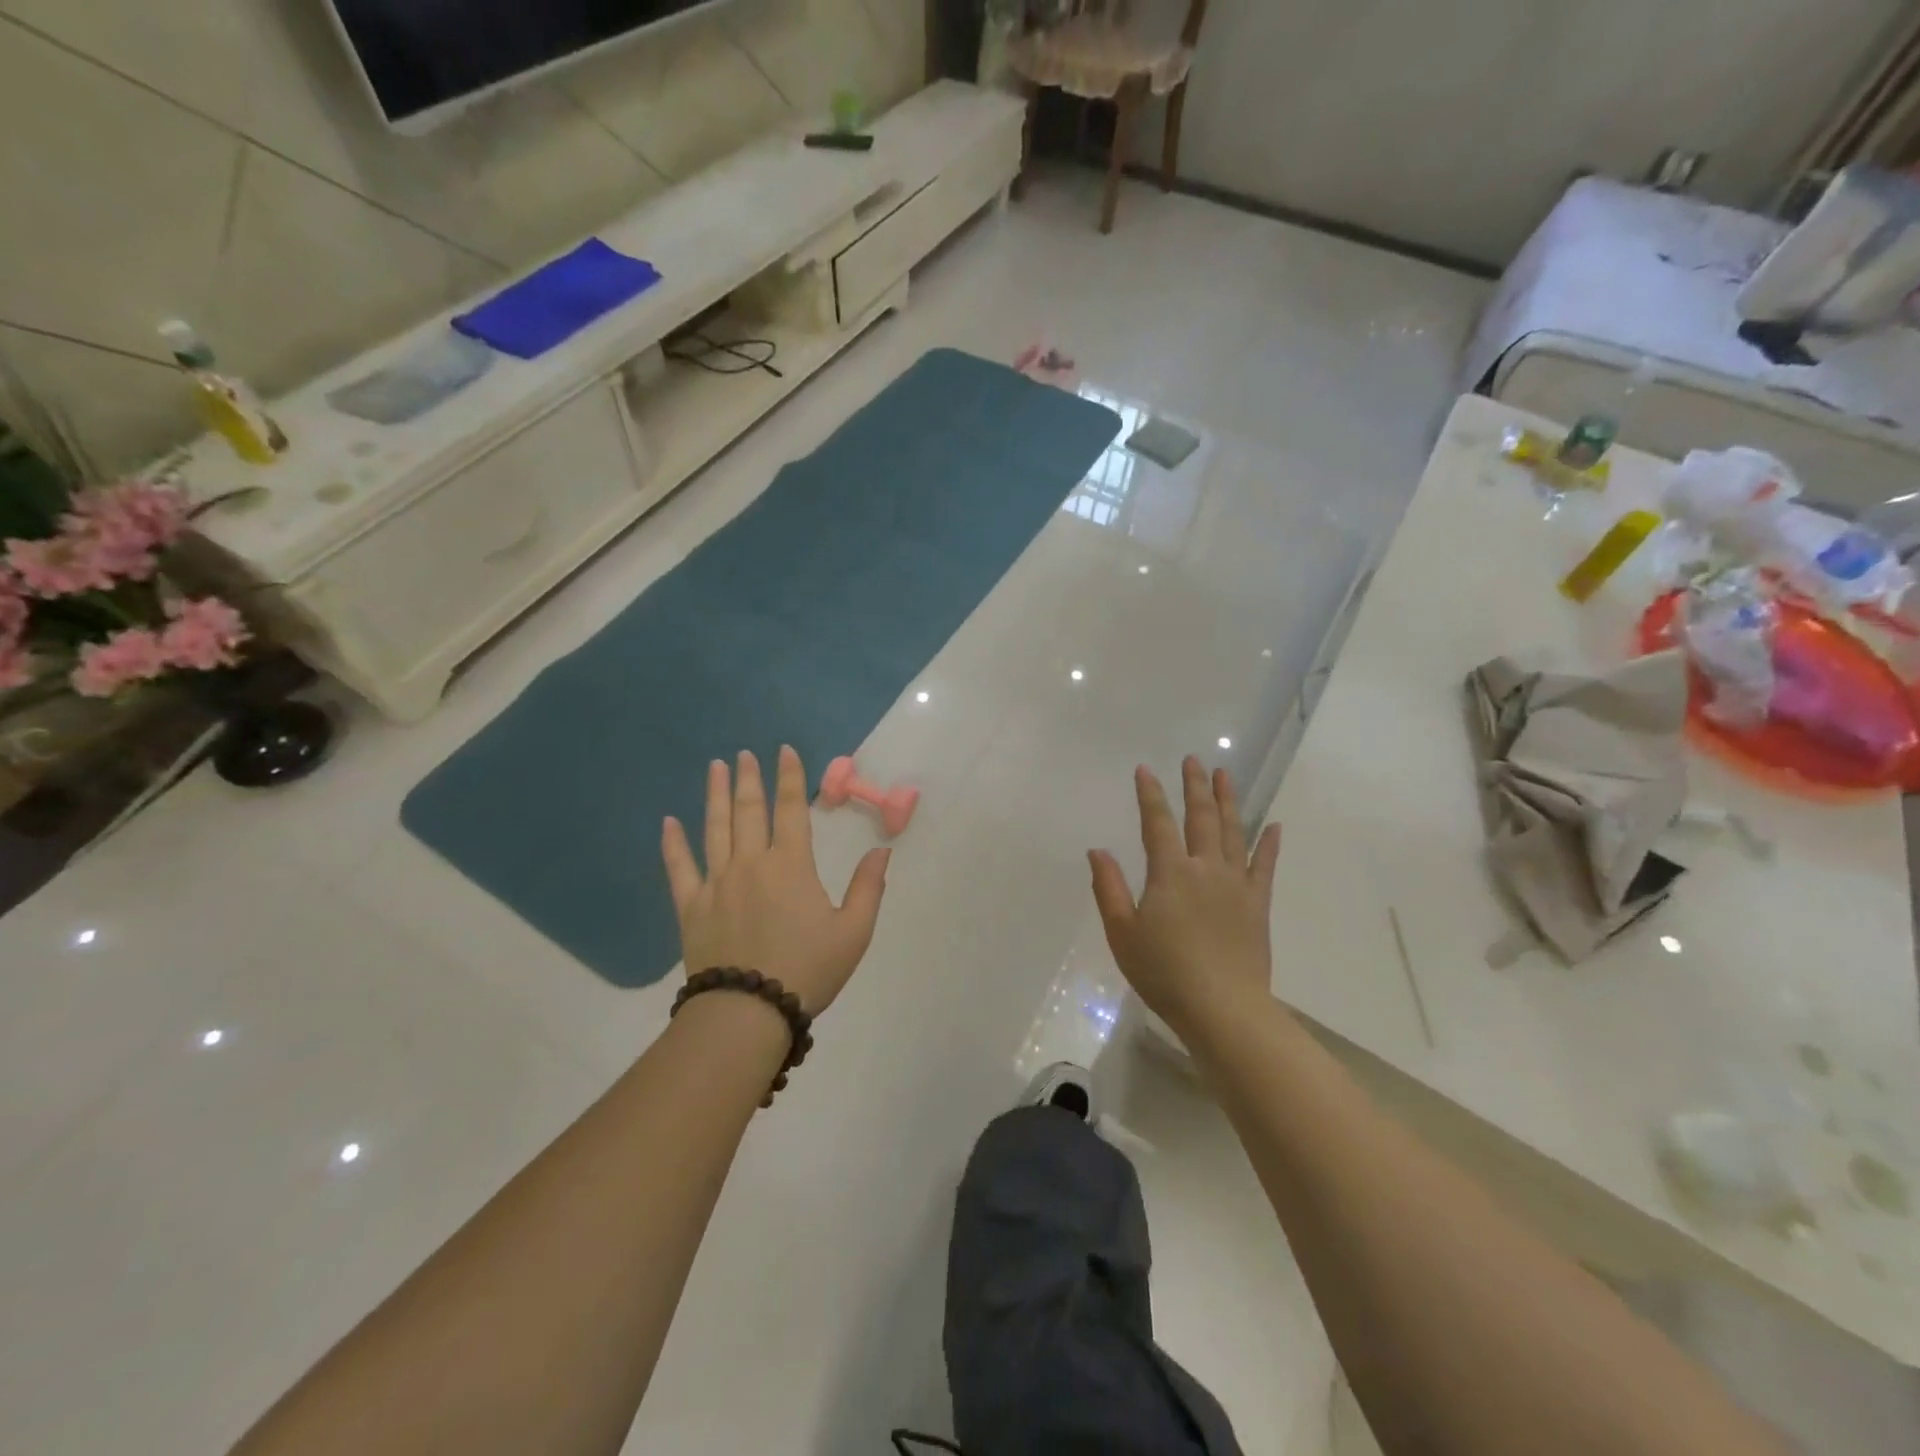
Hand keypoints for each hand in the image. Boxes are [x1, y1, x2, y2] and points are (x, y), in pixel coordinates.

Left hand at [662, 747, 890, 1013]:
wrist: (748, 1012)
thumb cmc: (808, 969)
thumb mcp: (854, 932)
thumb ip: (868, 888)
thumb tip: (882, 851)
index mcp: (790, 865)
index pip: (791, 809)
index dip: (790, 777)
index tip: (784, 751)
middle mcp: (751, 863)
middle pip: (748, 810)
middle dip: (749, 778)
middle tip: (744, 754)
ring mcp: (716, 883)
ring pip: (714, 828)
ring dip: (715, 795)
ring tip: (715, 767)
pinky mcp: (691, 907)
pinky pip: (679, 868)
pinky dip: (673, 844)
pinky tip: (668, 822)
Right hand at [1089, 757, 1281, 1037]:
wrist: (1223, 1008)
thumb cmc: (1164, 972)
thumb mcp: (1122, 933)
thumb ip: (1109, 888)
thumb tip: (1097, 851)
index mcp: (1170, 873)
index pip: (1157, 823)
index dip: (1150, 795)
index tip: (1145, 769)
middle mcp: (1205, 868)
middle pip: (1201, 817)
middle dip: (1195, 786)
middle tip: (1194, 760)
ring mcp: (1236, 884)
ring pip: (1233, 832)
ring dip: (1228, 801)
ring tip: (1225, 775)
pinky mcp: (1257, 904)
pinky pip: (1265, 866)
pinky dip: (1269, 844)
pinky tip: (1274, 826)